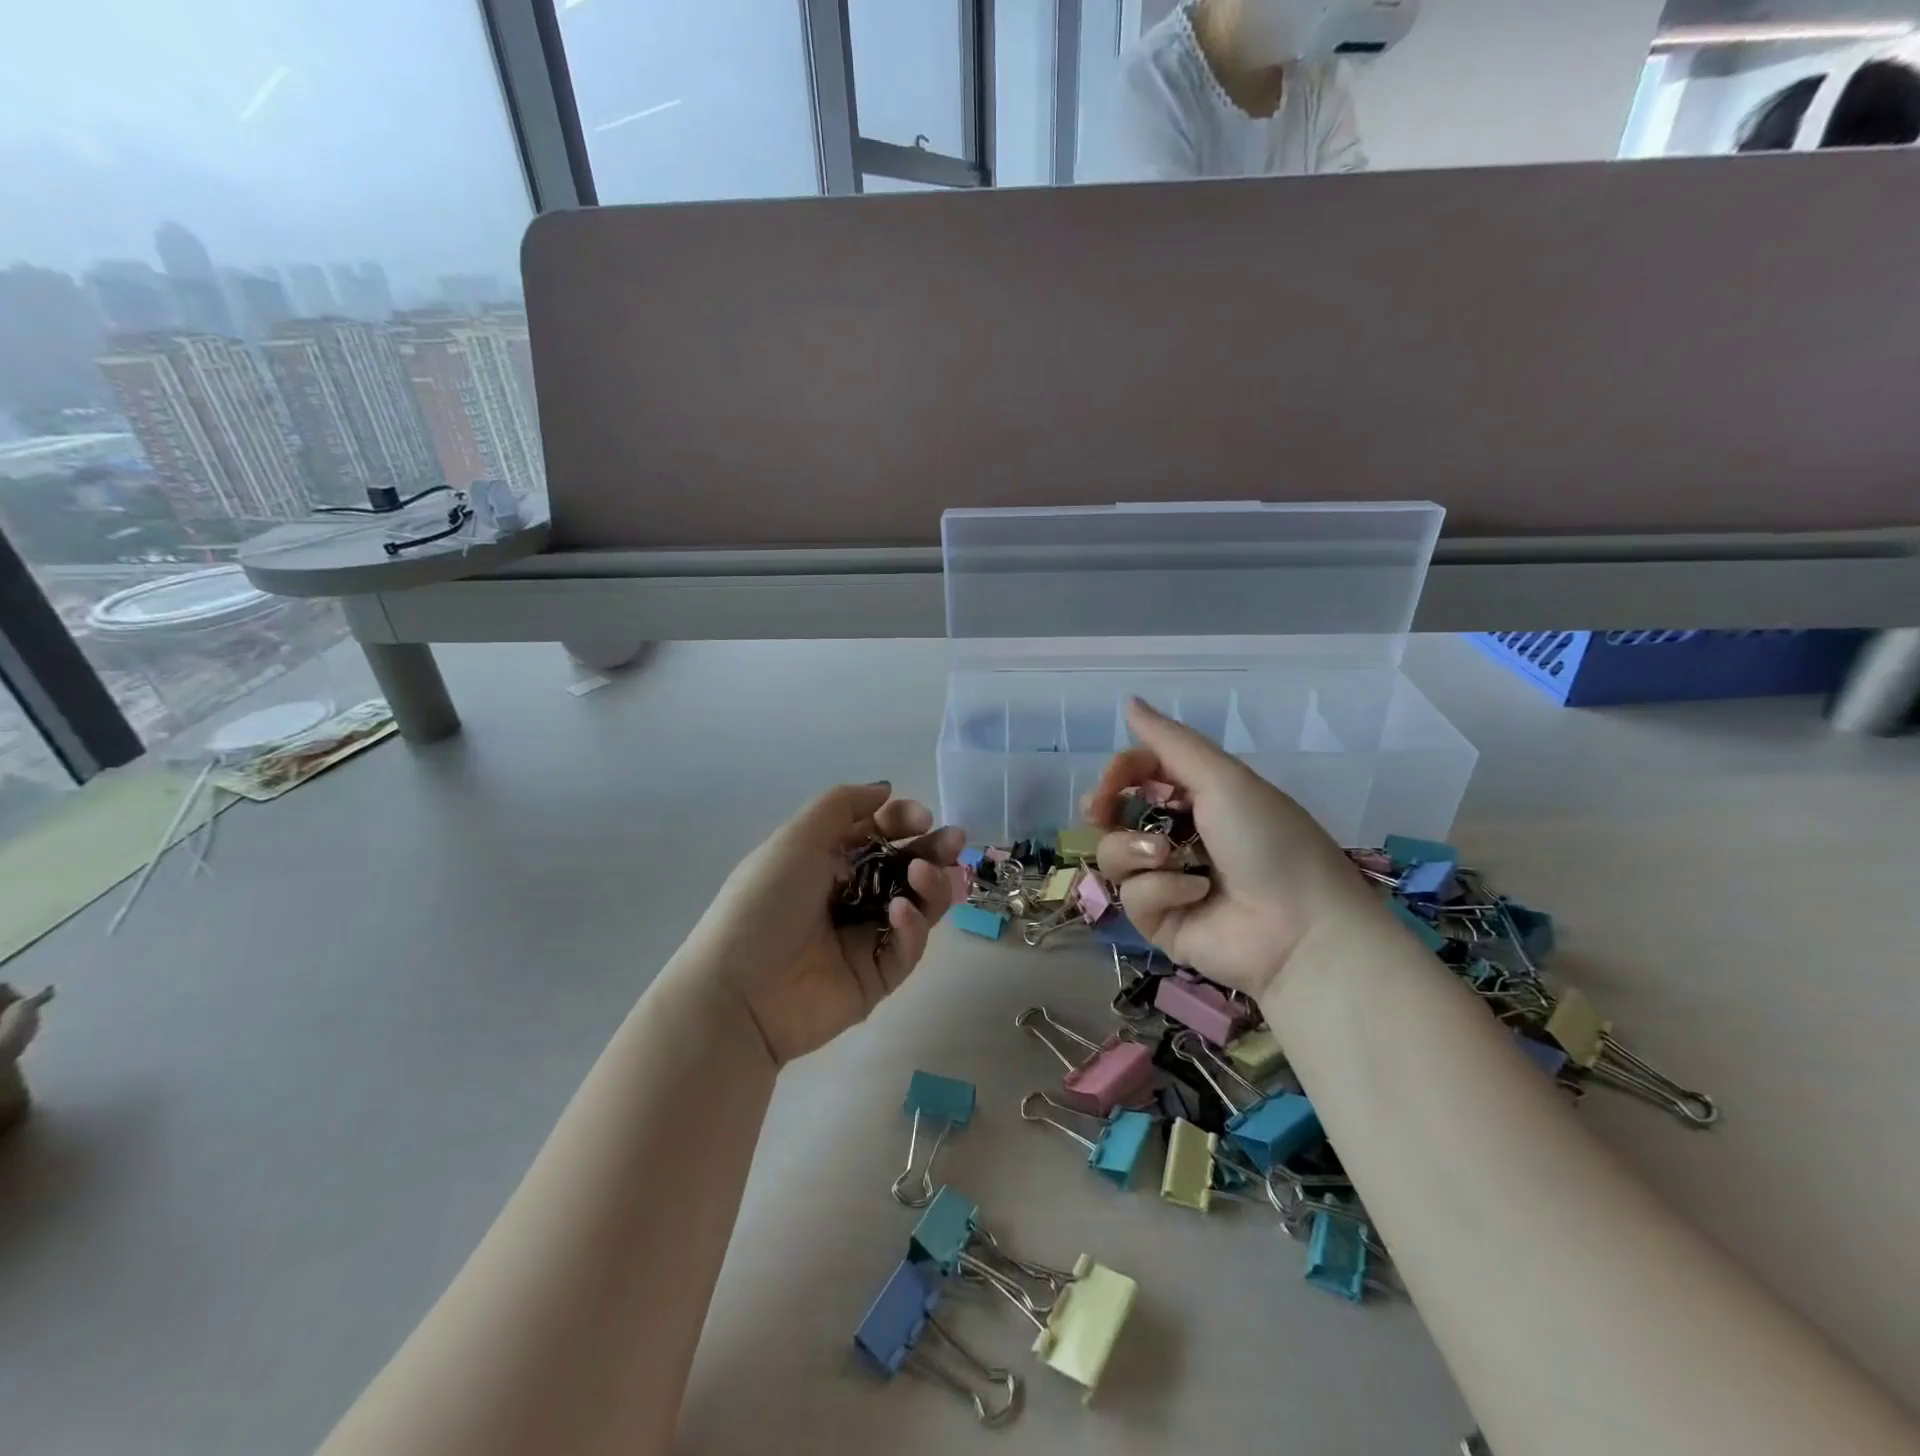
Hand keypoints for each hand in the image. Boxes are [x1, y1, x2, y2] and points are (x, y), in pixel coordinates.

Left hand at [680, 784, 963, 1067]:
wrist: (738, 993)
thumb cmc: (765, 903)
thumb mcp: (797, 838)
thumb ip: (843, 806)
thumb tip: (885, 790)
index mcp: (826, 862)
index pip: (877, 835)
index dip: (902, 822)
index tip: (923, 818)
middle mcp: (849, 896)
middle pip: (904, 868)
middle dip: (932, 851)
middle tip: (954, 842)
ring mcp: (865, 938)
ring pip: (916, 905)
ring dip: (928, 884)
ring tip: (923, 875)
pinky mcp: (877, 977)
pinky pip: (906, 947)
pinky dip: (910, 926)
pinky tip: (899, 912)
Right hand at [1082, 700, 1383, 1000]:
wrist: (1300, 927)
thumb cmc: (1267, 840)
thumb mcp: (1223, 779)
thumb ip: (1170, 742)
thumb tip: (1129, 702)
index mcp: (1200, 797)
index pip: (1141, 773)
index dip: (1119, 773)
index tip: (1108, 783)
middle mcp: (1180, 835)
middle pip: (1116, 815)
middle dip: (1105, 810)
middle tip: (1100, 813)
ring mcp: (1167, 880)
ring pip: (1115, 855)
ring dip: (1137, 851)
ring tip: (1169, 858)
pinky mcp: (1161, 921)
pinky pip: (1134, 896)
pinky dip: (1162, 890)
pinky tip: (1196, 895)